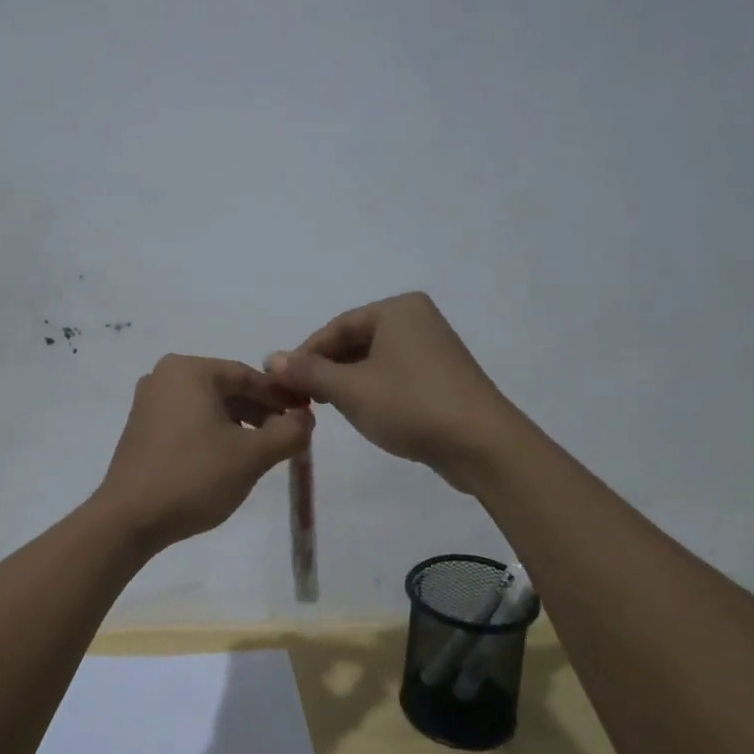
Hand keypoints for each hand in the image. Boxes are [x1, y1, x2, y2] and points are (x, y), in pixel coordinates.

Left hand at [94, 355, 313, 550]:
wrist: (128, 520)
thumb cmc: (193, 477)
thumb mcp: (251, 455)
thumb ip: (288, 432)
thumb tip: (305, 419)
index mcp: (189, 370)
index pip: (248, 376)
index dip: (282, 397)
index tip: (307, 418)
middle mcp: (164, 376)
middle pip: (228, 389)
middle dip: (261, 412)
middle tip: (289, 437)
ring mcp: (149, 402)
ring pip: (209, 406)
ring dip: (240, 425)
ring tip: (264, 452)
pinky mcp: (142, 428)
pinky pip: (189, 420)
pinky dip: (214, 433)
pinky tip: (230, 458)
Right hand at [268, 293, 518, 493]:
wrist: (483, 444)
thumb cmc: (411, 405)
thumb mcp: (351, 389)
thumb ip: (308, 372)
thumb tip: (270, 358)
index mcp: (397, 309)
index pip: (336, 327)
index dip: (305, 356)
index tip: (282, 385)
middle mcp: (417, 319)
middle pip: (355, 341)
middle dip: (326, 370)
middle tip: (301, 399)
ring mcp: (434, 348)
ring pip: (374, 360)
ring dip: (347, 382)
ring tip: (326, 409)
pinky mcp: (442, 376)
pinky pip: (395, 374)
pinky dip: (372, 389)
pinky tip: (362, 412)